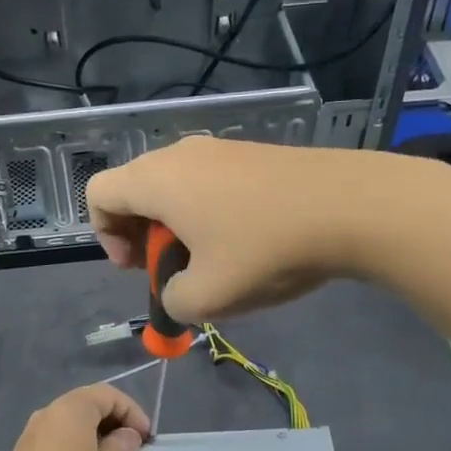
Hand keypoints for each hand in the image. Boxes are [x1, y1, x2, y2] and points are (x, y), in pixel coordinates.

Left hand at [0, 384, 149, 450]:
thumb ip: (122, 448)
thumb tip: (124, 435)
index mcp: (70, 409)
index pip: (108, 394)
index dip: (133, 412)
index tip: (146, 439)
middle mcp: (47, 414)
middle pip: (87, 405)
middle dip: (114, 422)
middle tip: (133, 449)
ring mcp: (30, 436)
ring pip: (71, 424)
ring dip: (95, 437)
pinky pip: (57, 441)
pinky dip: (76, 448)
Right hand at [85, 136, 382, 320]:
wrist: (351, 206)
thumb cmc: (265, 249)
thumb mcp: (208, 297)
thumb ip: (172, 302)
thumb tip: (176, 292)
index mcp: (156, 180)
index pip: (99, 194)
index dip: (105, 235)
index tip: (138, 267)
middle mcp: (180, 154)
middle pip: (135, 189)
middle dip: (141, 235)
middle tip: (172, 270)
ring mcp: (219, 148)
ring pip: (174, 187)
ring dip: (178, 227)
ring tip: (213, 261)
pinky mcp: (252, 153)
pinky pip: (208, 182)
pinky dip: (208, 212)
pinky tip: (247, 241)